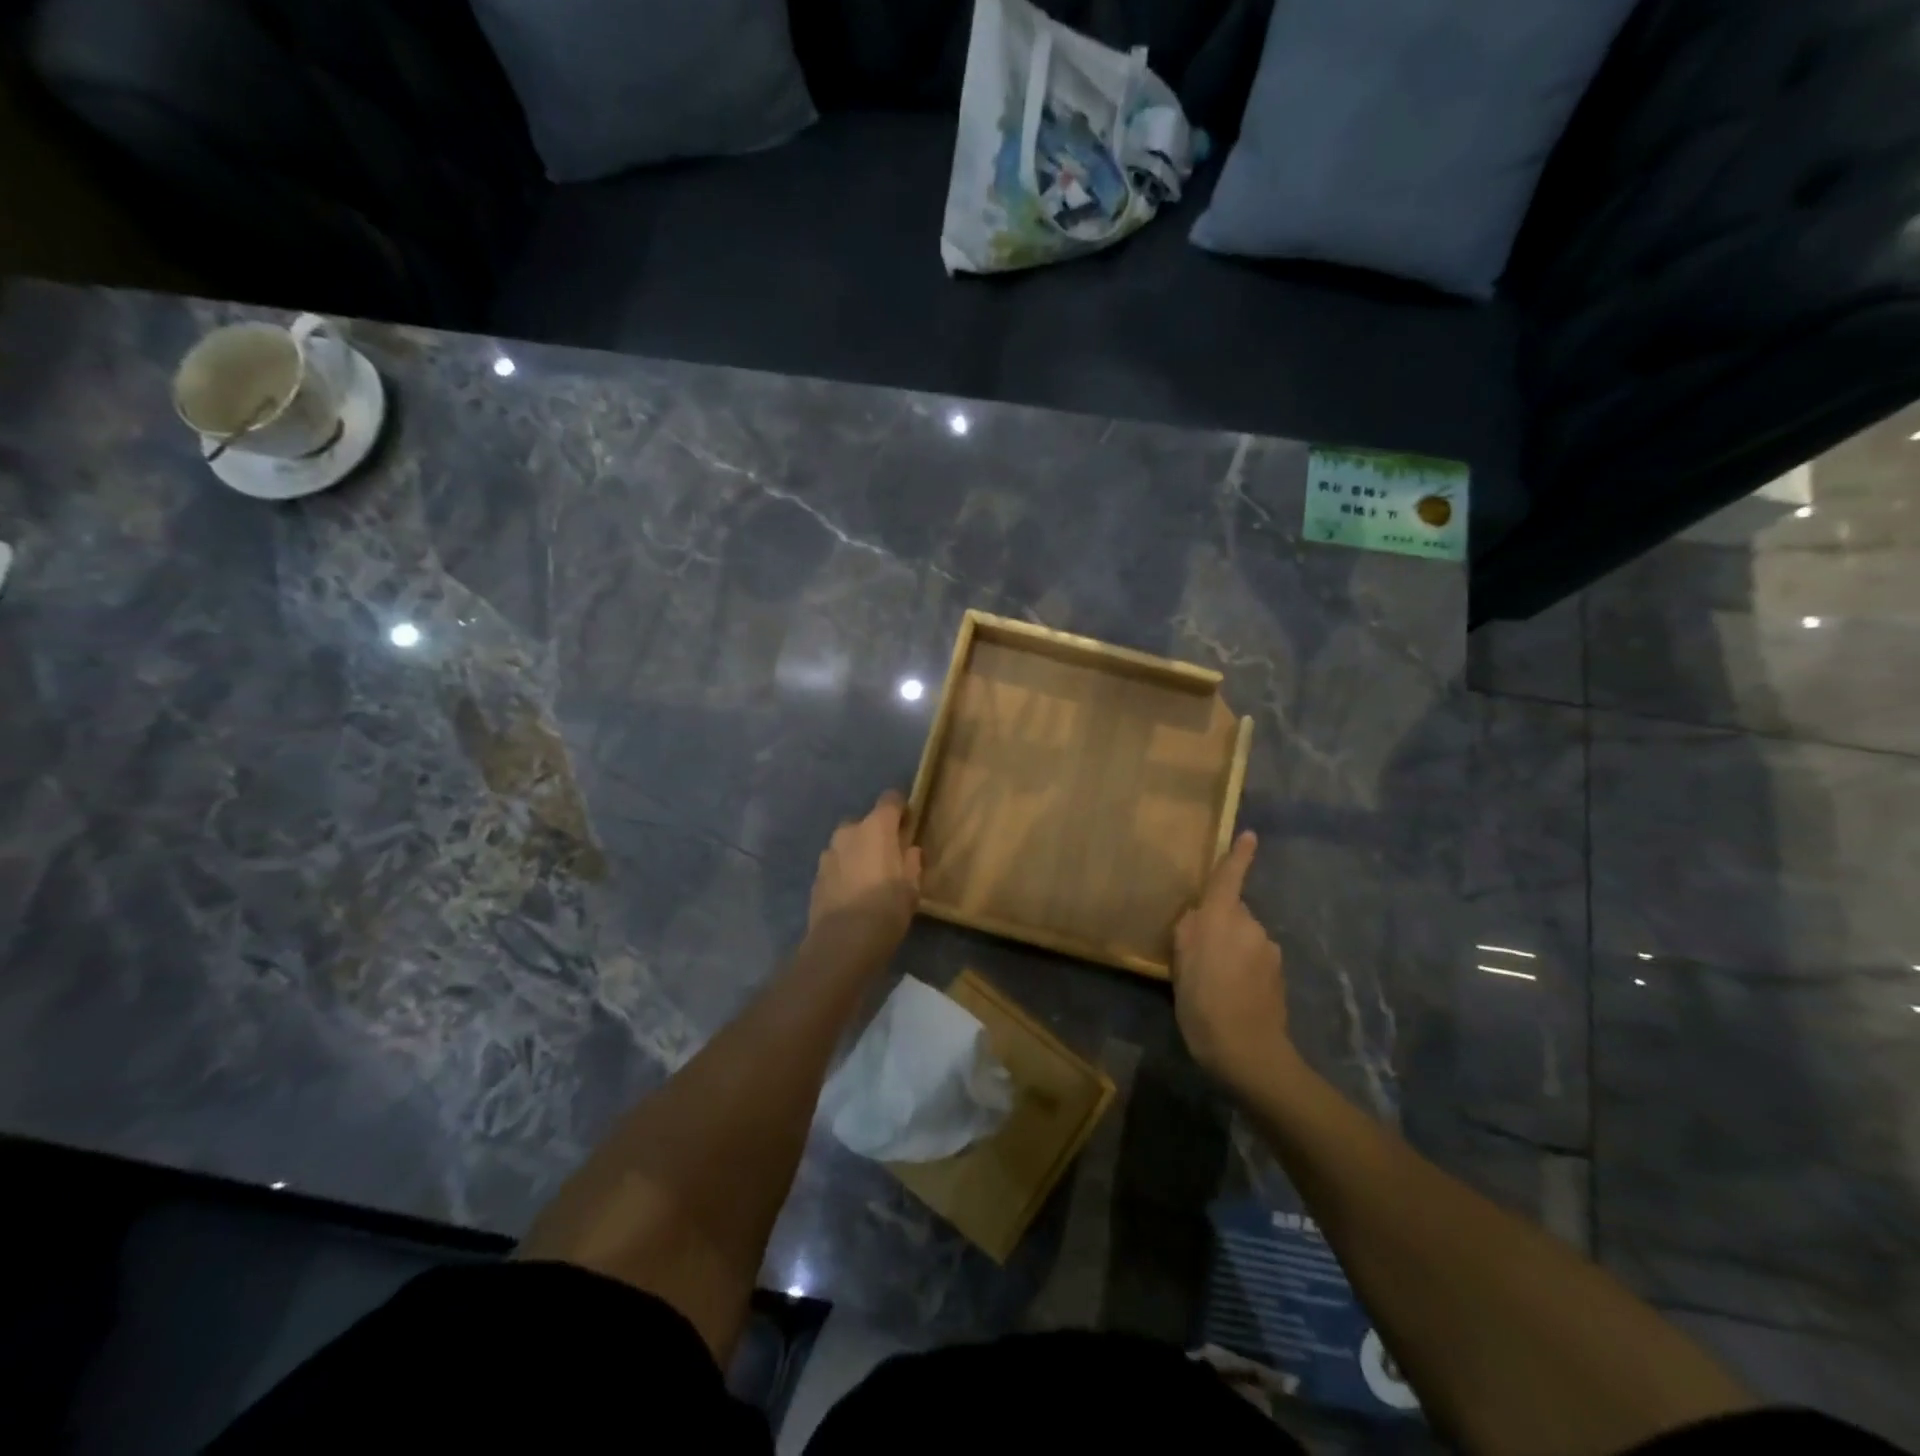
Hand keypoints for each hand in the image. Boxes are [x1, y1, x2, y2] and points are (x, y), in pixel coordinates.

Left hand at [807, 790, 922, 952]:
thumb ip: (912, 862)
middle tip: (889, 858)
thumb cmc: (886, 908)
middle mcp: (849, 832)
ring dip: (857, 854)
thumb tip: (910, 850)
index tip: (908, 825)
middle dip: (876, 835)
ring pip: (847, 844)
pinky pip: (835, 865)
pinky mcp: (816, 876)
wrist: (842, 942)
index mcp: (876, 827)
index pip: (890, 799)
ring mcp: (828, 853)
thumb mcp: (912, 887)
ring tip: (868, 879)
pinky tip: (852, 895)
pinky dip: (844, 872)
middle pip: (866, 823)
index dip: (901, 809)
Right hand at [1172, 831, 1290, 1088]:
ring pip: (1244, 937)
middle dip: (1219, 924)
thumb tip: (1199, 915)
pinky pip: (1255, 958)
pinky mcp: (1279, 974)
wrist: (1248, 1051)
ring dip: (1231, 948)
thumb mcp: (1179, 965)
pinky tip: (1232, 993)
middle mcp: (1250, 926)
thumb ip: (1188, 932)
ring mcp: (1269, 950)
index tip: (1251, 836)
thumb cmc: (1203, 1003)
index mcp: (1221, 918)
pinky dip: (1243, 967)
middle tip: (1197, 955)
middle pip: (1232, 912)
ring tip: (1213, 980)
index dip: (1239, 856)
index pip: (1230, 878)